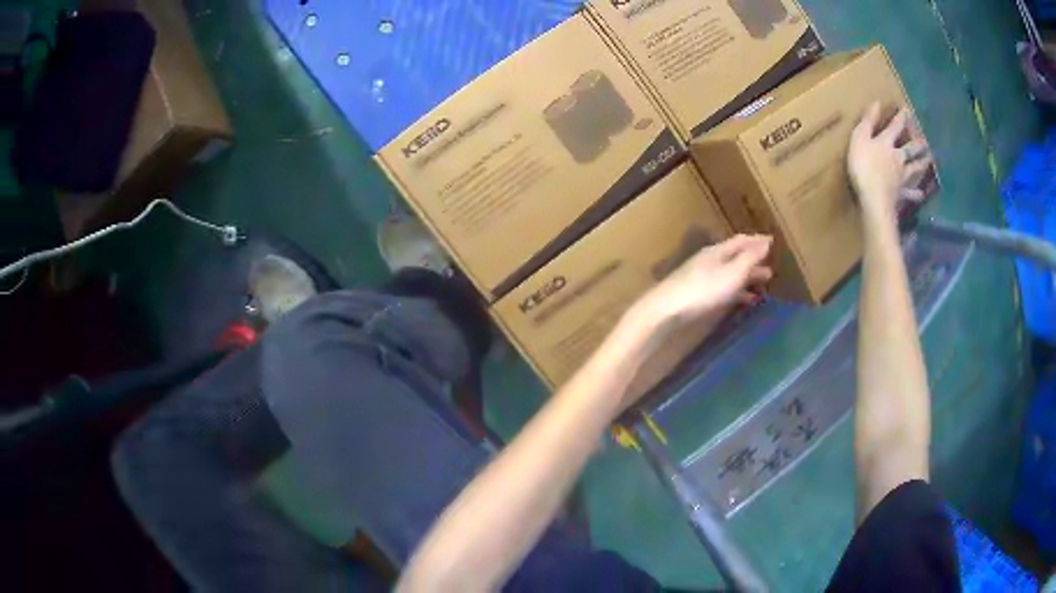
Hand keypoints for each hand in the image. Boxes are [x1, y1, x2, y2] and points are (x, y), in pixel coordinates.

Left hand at [626, 235, 772, 336]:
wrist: (668, 309)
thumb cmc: (704, 289)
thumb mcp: (733, 272)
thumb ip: (750, 258)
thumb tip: (766, 242)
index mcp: (718, 251)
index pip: (741, 240)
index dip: (757, 241)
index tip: (772, 242)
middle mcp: (710, 260)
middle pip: (736, 257)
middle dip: (754, 261)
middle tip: (771, 267)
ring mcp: (702, 277)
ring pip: (731, 273)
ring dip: (748, 277)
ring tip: (764, 284)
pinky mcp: (697, 294)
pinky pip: (724, 288)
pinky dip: (738, 292)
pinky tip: (746, 301)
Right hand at [848, 102, 932, 220]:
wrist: (874, 198)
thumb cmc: (863, 166)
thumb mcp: (860, 138)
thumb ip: (868, 122)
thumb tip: (877, 103)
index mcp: (887, 143)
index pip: (896, 127)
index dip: (901, 118)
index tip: (908, 110)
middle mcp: (898, 158)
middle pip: (910, 149)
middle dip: (918, 143)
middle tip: (925, 141)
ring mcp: (902, 177)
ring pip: (915, 168)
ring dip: (922, 164)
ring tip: (929, 160)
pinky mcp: (901, 193)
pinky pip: (911, 193)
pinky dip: (916, 194)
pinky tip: (921, 195)